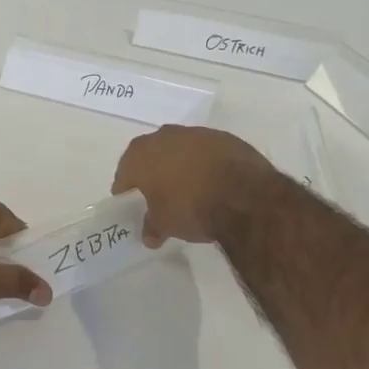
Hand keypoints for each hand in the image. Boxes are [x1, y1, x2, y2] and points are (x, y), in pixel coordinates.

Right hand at [112, 126, 277, 246]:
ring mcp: (195, 133)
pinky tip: (210, 179)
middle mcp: (164, 137)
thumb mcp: (165, 225)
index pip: (124, 172)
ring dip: (178, 163)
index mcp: (141, 155)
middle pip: (150, 154)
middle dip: (151, 170)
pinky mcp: (223, 137)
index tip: (128, 199)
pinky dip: (203, 162)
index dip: (125, 187)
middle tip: (155, 191)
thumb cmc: (191, 208)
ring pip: (178, 147)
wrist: (243, 195)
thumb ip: (153, 226)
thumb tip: (149, 236)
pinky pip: (204, 150)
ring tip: (185, 185)